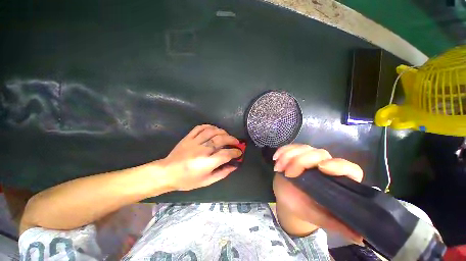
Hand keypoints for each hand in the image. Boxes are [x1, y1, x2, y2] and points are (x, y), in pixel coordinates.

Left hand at [159, 125, 241, 190]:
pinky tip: (214, 129)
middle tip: (236, 142)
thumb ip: (222, 173)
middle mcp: (201, 150)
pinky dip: (209, 126)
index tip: (239, 152)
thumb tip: (234, 166)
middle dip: (232, 139)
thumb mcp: (206, 181)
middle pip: (221, 140)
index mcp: (206, 163)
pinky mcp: (188, 137)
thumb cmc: (187, 180)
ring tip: (227, 135)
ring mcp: (194, 142)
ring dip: (222, 132)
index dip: (235, 152)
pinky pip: (200, 127)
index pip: (226, 154)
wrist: (167, 173)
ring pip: (212, 131)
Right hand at [272, 144, 363, 242]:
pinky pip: (290, 147)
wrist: (288, 199)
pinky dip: (282, 151)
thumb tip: (361, 237)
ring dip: (288, 155)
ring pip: (303, 148)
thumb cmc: (306, 208)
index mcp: (337, 181)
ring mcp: (309, 158)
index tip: (322, 168)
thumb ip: (338, 225)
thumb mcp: (320, 218)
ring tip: (278, 168)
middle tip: (288, 174)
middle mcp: (325, 165)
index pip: (349, 168)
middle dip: (301, 161)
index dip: (338, 165)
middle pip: (319, 154)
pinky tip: (275, 158)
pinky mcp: (296, 154)